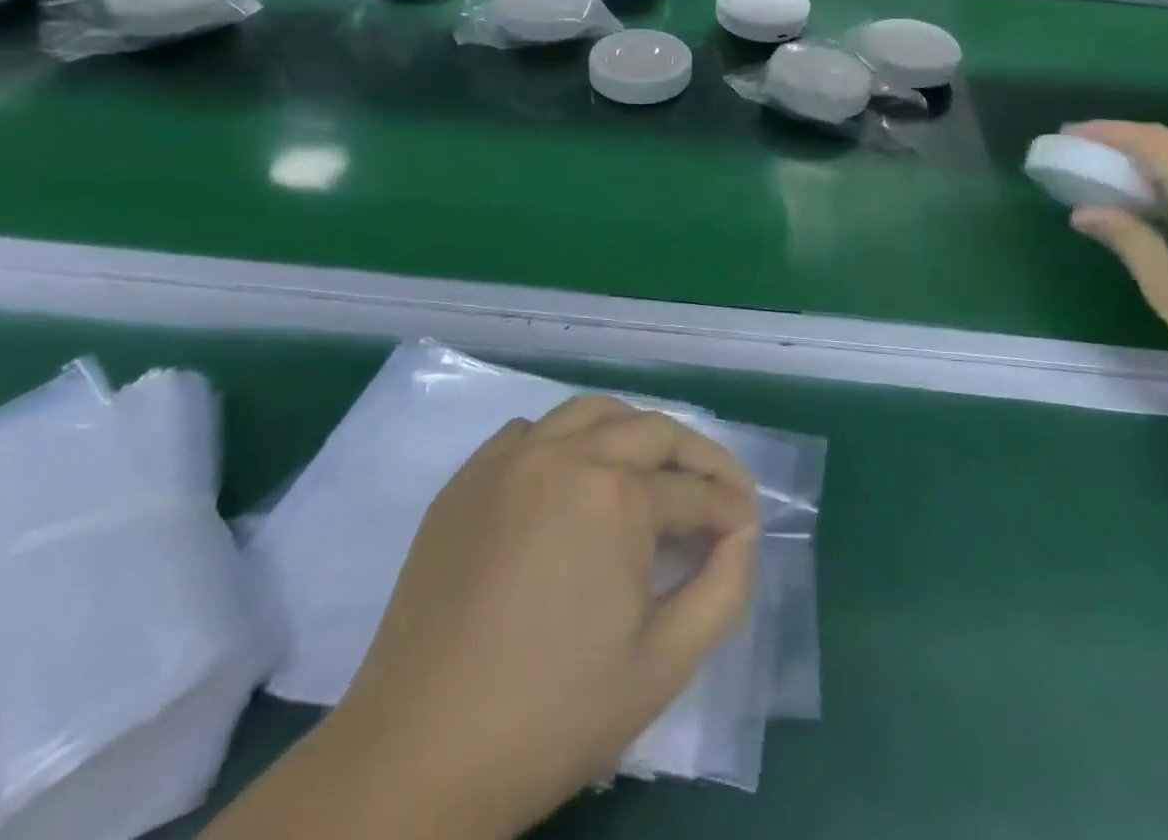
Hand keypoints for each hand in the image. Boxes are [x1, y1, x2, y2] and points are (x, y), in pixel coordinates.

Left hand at [338, 397, 759, 839]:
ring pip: (591, 413)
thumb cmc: (553, 715)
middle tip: (719, 489)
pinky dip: (567, 441)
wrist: (420, 754)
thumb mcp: (665, 664)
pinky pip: (531, 432)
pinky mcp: (469, 477)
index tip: (748, 523)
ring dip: (633, 432)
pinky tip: (572, 480)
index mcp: (617, 495)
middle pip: (652, 431)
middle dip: (698, 457)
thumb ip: (724, 587)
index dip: (730, 507)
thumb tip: (742, 533)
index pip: (695, 490)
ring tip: (652, 470)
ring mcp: (510, 458)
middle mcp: (566, 454)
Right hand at [1063, 121, 1167, 395]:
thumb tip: (1085, 211)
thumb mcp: (1166, 281)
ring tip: (1108, 183)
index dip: (1103, 133)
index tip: (1066, 136)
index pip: (1145, 140)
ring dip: (1148, 166)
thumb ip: (1125, 237)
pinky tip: (1155, 208)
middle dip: (1121, 146)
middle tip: (1079, 158)